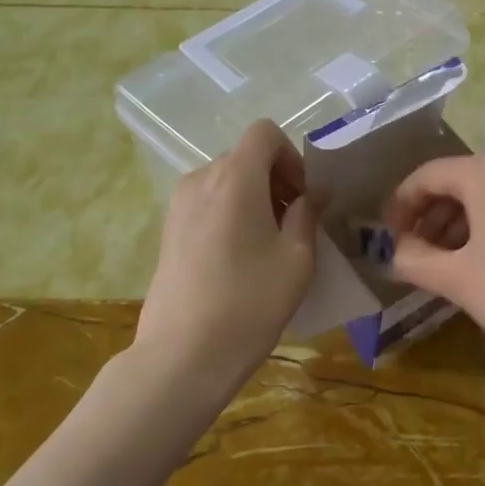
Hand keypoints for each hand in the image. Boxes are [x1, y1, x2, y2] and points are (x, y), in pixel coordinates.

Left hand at [136, 120, 320, 398]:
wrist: (184, 353)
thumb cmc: (250, 301)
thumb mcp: (296, 258)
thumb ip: (308, 213)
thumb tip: (316, 191)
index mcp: (235, 178)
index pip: (264, 132)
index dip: (291, 155)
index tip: (303, 196)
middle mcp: (201, 179)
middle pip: (245, 157)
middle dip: (276, 179)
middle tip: (295, 223)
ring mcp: (179, 204)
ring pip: (226, 180)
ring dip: (254, 197)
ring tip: (269, 243)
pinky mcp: (168, 229)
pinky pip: (208, 202)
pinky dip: (231, 213)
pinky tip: (241, 257)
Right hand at [385, 155, 484, 388]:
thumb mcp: (458, 279)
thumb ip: (413, 259)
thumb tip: (389, 252)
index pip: (428, 175)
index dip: (400, 205)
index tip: (386, 239)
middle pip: (457, 182)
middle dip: (427, 217)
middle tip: (410, 255)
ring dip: (454, 225)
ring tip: (438, 265)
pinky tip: (475, 264)